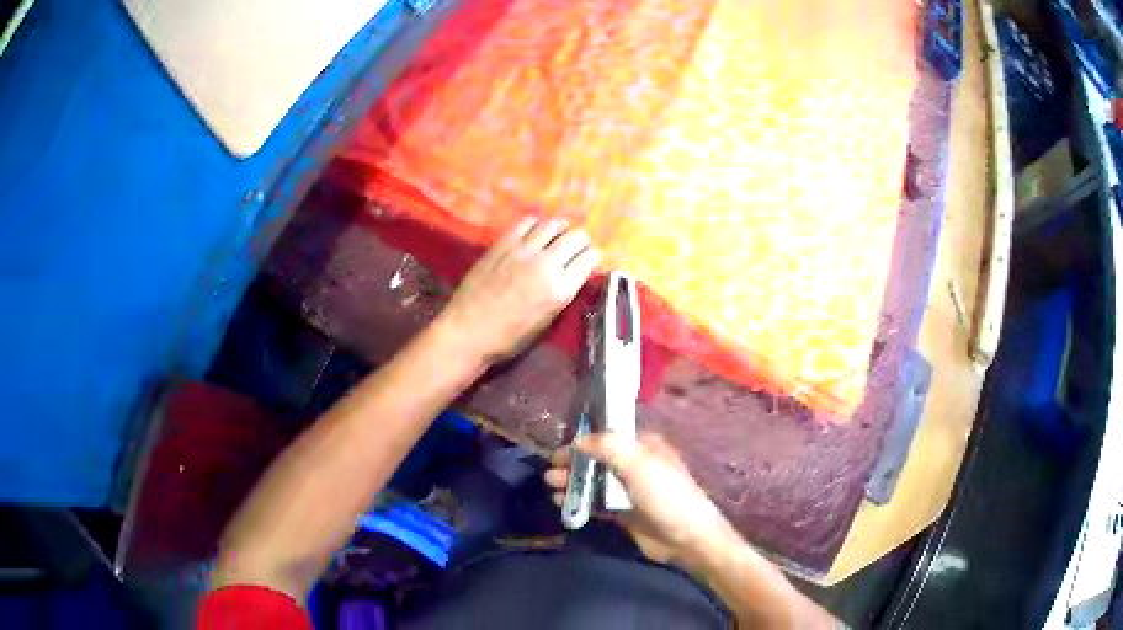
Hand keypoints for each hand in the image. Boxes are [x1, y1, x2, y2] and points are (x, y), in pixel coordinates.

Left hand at [438, 217, 599, 363]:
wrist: (468, 331)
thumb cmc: (509, 337)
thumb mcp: (547, 320)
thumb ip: (563, 292)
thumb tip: (574, 273)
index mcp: (561, 289)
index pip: (590, 258)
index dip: (592, 257)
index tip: (588, 260)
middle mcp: (546, 264)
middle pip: (577, 236)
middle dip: (580, 241)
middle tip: (574, 248)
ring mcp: (523, 250)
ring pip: (554, 224)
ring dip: (560, 229)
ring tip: (555, 237)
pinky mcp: (503, 243)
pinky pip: (527, 222)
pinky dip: (536, 225)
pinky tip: (533, 234)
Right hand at [545, 432, 732, 568]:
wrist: (685, 537)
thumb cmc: (665, 495)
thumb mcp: (638, 464)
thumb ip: (608, 446)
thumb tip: (578, 440)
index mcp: (643, 446)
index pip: (607, 435)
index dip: (583, 438)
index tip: (559, 447)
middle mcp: (635, 464)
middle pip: (597, 458)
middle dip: (573, 462)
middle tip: (549, 470)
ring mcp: (629, 489)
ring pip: (594, 481)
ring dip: (573, 481)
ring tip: (551, 486)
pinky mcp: (624, 512)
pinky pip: (596, 502)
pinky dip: (580, 501)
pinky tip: (562, 503)